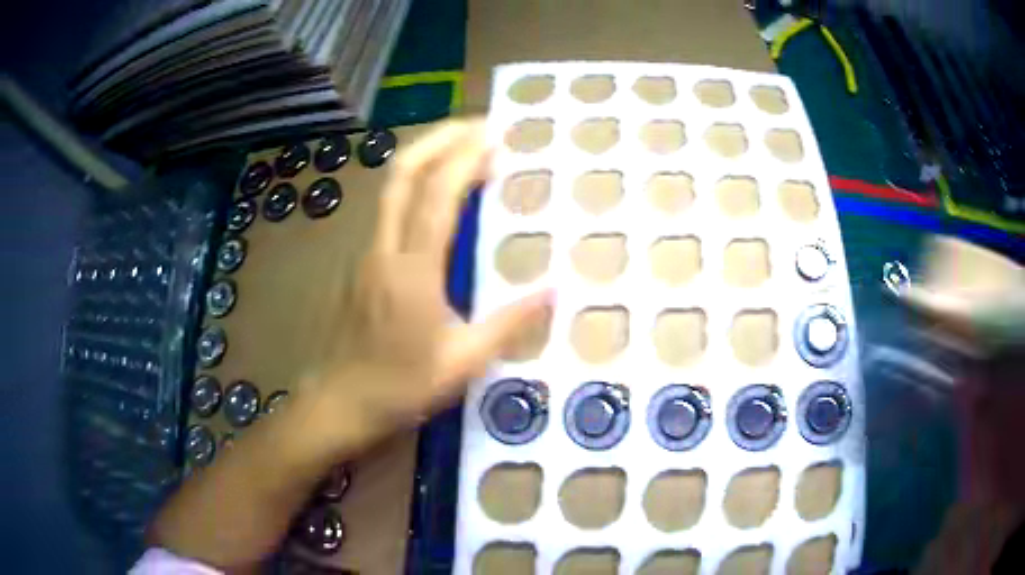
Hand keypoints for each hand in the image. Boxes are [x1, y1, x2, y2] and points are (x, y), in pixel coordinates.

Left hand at [320, 119, 550, 442]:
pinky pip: (391, 207)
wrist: (340, 402)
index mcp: (413, 271)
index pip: (438, 196)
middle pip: (403, 173)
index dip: (466, 158)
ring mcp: (369, 252)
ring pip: (393, 186)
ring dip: (428, 156)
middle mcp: (386, 249)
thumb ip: (510, 323)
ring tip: (466, 147)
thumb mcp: (464, 362)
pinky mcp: (364, 262)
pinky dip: (419, 183)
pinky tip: (441, 193)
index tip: (496, 136)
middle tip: (480, 125)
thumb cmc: (401, 387)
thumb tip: (555, 290)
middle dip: (441, 138)